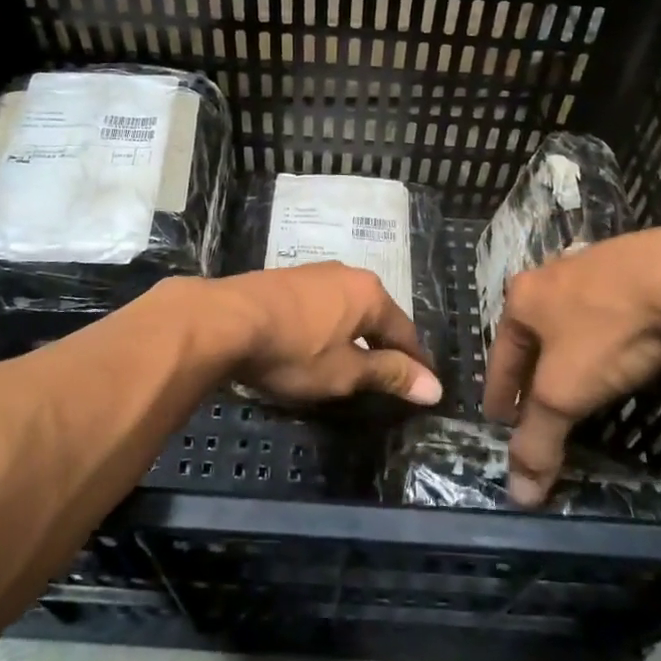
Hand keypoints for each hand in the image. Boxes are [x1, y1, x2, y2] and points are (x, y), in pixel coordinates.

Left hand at [210, 263, 442, 406]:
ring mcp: (314, 273)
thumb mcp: (345, 372)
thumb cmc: (293, 350)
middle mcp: (347, 275)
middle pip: (377, 316)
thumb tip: (435, 386)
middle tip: (391, 377)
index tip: (426, 387)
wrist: (224, 321)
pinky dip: (329, 327)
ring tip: (355, 362)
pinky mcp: (286, 280)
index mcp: (369, 294)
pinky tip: (318, 343)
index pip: (404, 332)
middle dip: (386, 345)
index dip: (415, 363)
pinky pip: (322, 306)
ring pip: (348, 308)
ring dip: (355, 335)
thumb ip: (389, 375)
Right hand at [481, 219, 660, 504]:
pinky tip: (621, 345)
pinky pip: (609, 308)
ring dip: (569, 349)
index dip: (499, 394)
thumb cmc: (608, 332)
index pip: (499, 357)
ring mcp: (594, 264)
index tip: (499, 421)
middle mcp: (550, 275)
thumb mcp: (565, 393)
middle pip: (533, 335)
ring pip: (571, 318)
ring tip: (578, 378)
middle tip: (537, 405)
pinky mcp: (636, 263)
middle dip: (532, 370)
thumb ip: (538, 440)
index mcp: (521, 299)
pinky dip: (606, 333)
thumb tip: (518, 495)